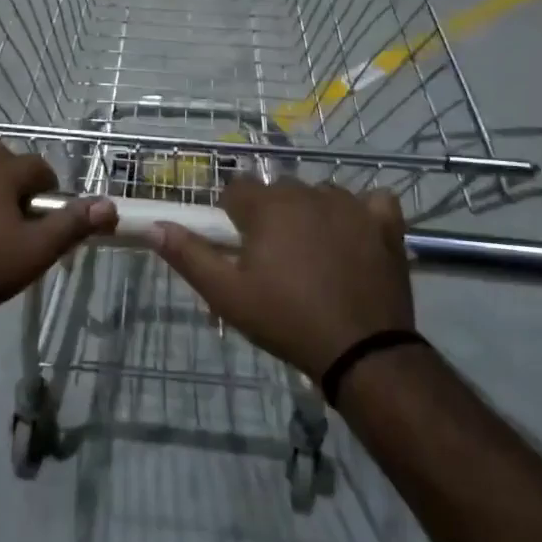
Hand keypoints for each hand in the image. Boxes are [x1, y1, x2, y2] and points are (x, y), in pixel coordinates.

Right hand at [152, 178, 413, 378]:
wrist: (362, 351)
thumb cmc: (285, 320)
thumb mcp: (226, 295)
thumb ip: (189, 255)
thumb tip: (156, 226)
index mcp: (267, 206)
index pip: (236, 189)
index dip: (232, 215)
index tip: (237, 246)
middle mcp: (307, 193)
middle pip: (278, 191)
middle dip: (270, 215)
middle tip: (273, 259)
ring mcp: (351, 205)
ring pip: (320, 195)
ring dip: (311, 214)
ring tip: (313, 255)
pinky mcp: (385, 223)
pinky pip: (371, 202)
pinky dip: (362, 214)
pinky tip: (356, 236)